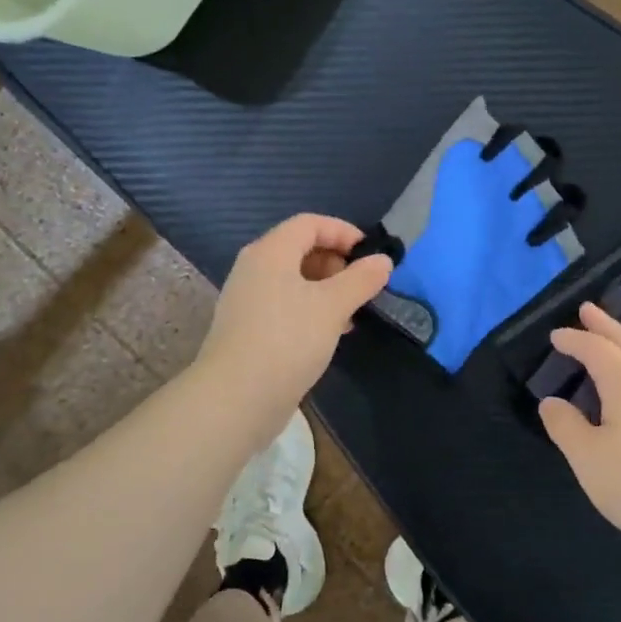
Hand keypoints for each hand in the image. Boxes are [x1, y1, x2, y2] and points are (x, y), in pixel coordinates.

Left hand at [195, 214, 392, 448]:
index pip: (309, 224)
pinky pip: (286, 306)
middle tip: (363, 286)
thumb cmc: (288, 339)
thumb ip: (361, 279)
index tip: (371, 255)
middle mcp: (254, 269)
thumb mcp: (333, 306)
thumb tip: (383, 261)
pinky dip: (312, 310)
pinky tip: (332, 333)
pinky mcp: (249, 329)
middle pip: (300, 250)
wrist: (238, 397)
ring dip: (327, 290)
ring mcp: (248, 300)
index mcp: (270, 252)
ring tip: (353, 312)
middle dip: (337, 263)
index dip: (343, 232)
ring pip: (294, 281)